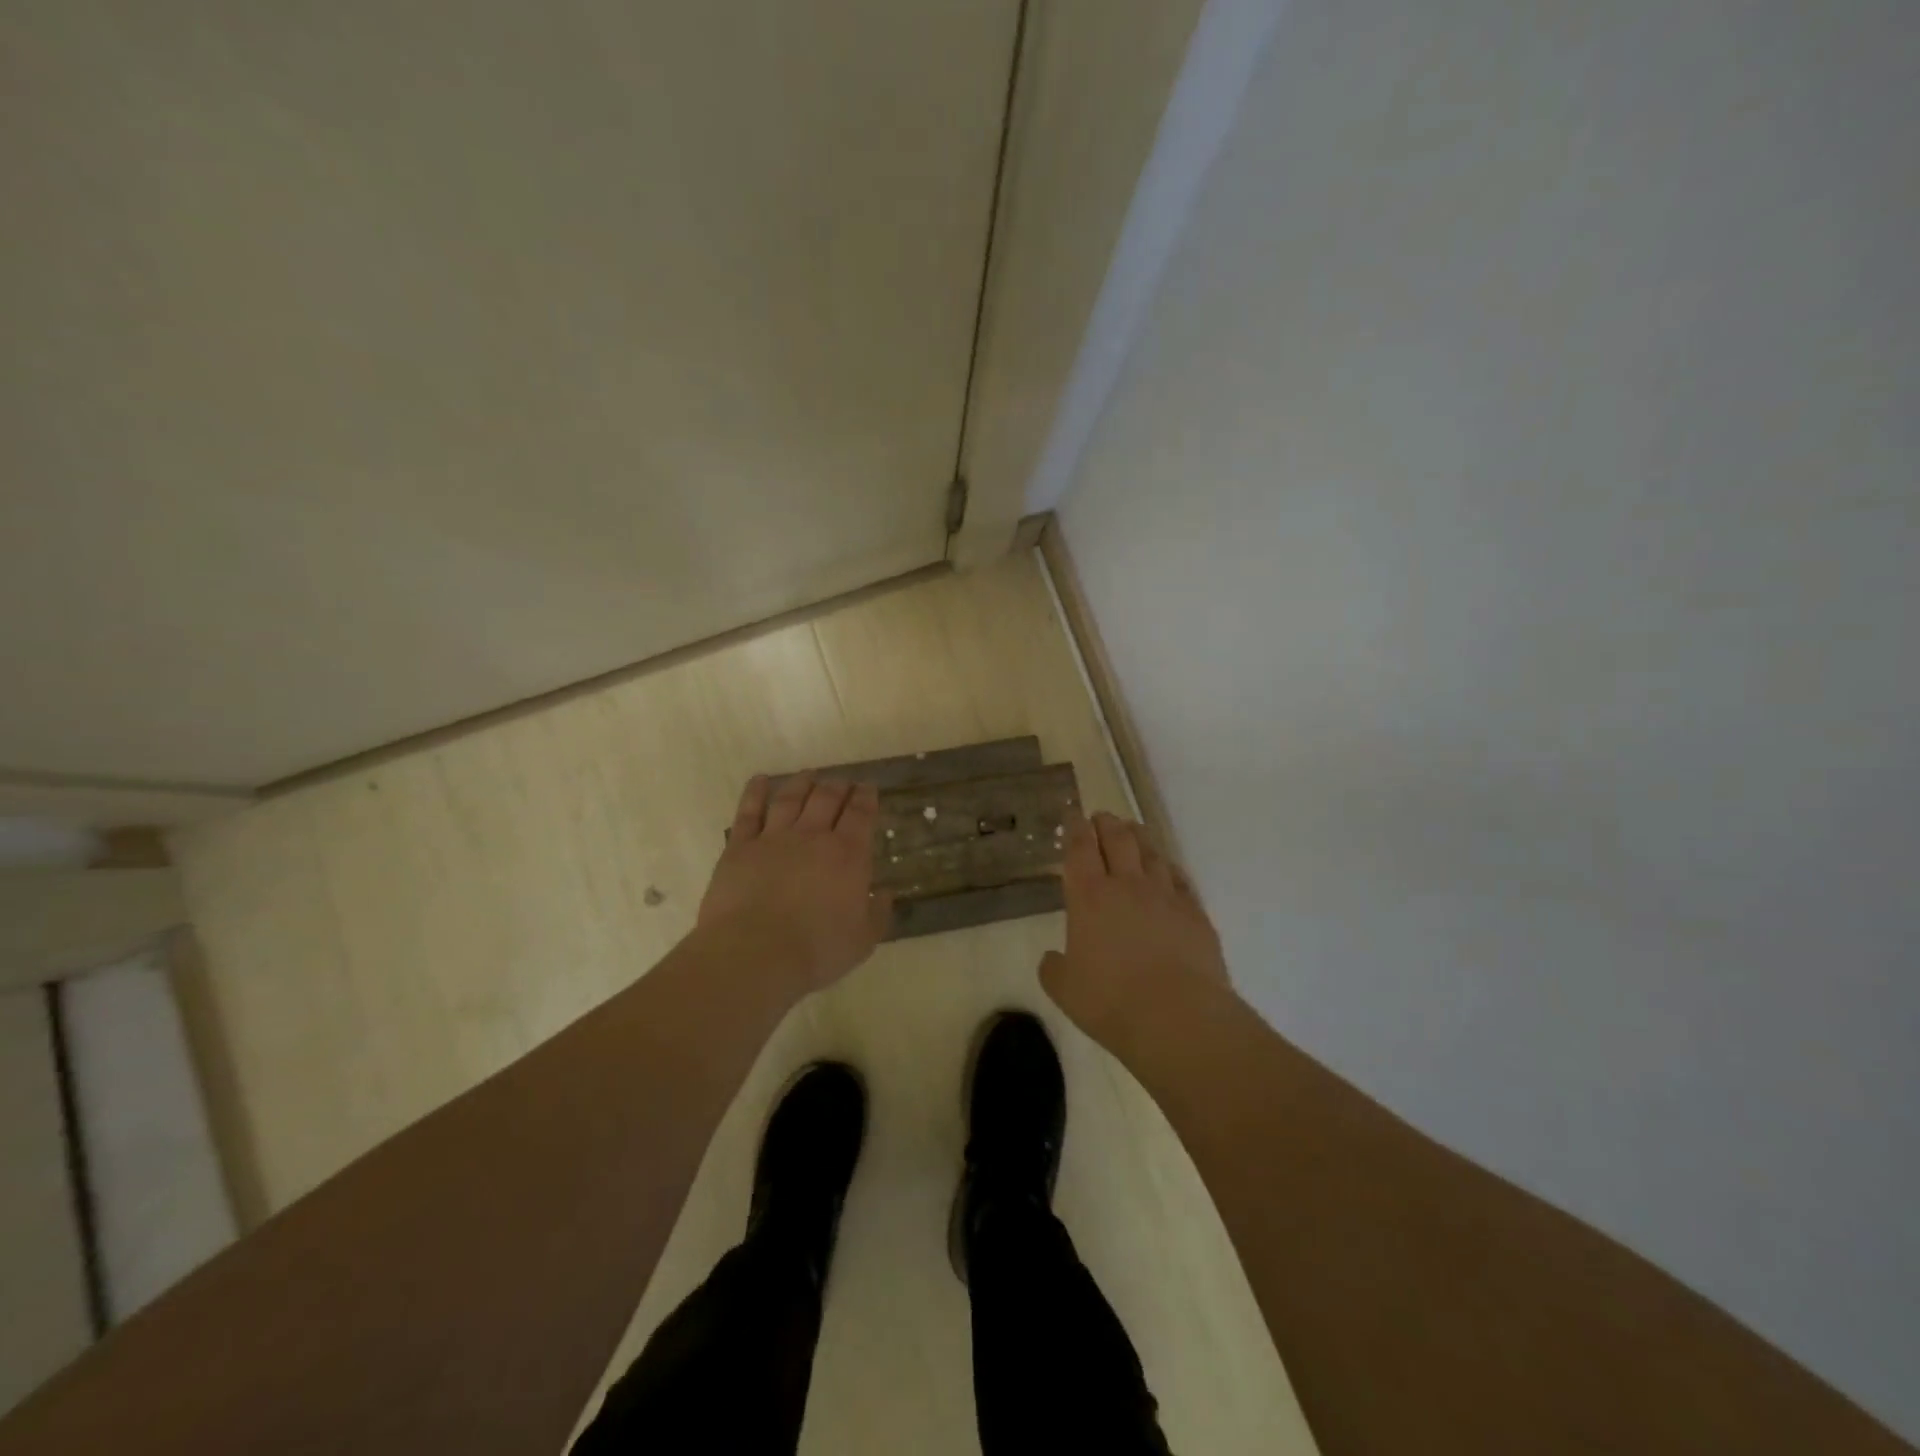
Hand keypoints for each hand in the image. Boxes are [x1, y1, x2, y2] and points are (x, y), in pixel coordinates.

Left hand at [697, 773, 891, 993]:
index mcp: (848, 854)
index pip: (861, 814)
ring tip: (809, 775)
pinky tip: (760, 780)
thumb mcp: (863, 940)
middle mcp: (813, 836)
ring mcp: (774, 837)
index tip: (868, 787)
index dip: (866, 797)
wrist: (755, 953)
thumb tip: (885, 893)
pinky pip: (749, 811)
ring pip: (791, 798)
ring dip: (802, 783)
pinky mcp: (740, 847)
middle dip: (838, 786)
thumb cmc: (816, 950)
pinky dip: (755, 792)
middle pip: (827, 798)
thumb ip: (878, 913)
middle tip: (842, 782)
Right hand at [1040, 810, 1230, 1045]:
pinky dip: (1169, 867)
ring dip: (1139, 837)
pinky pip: (1180, 879)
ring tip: (1133, 829)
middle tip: (1101, 816)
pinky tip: (1167, 868)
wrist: (1178, 1017)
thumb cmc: (1111, 1002)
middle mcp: (1127, 885)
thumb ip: (1054, 969)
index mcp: (1089, 897)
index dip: (1074, 828)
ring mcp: (1165, 896)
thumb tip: (1052, 958)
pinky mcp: (1195, 913)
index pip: (1079, 849)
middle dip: (1106, 823)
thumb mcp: (1065, 990)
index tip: (1072, 815)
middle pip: (1117, 839)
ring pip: (1151, 853)